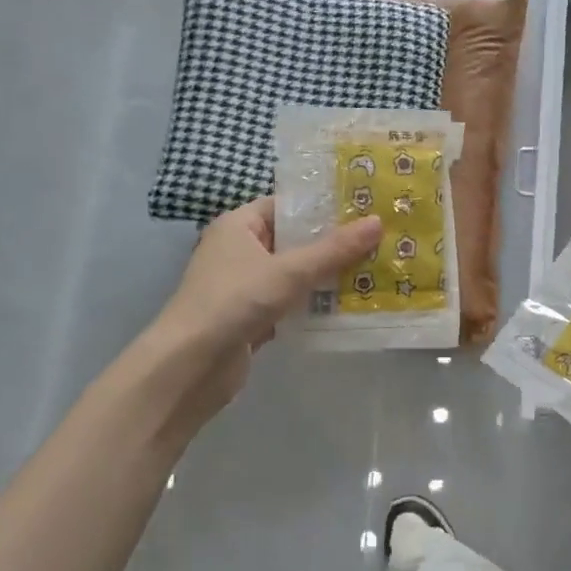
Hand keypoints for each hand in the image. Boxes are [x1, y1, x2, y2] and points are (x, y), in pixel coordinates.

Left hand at [127, 197, 380, 440]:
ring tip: (374, 270)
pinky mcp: (252, 317)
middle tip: (380, 240)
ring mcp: (246, 286)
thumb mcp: (289, 271)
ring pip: (296, 274)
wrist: (191, 365)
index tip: (364, 208)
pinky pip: (291, 303)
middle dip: (334, 244)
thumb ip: (334, 249)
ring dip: (328, 276)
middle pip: (295, 240)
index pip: (287, 205)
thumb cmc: (235, 302)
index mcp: (239, 225)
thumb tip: (377, 222)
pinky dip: (314, 304)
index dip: (323, 206)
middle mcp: (240, 250)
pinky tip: (350, 305)